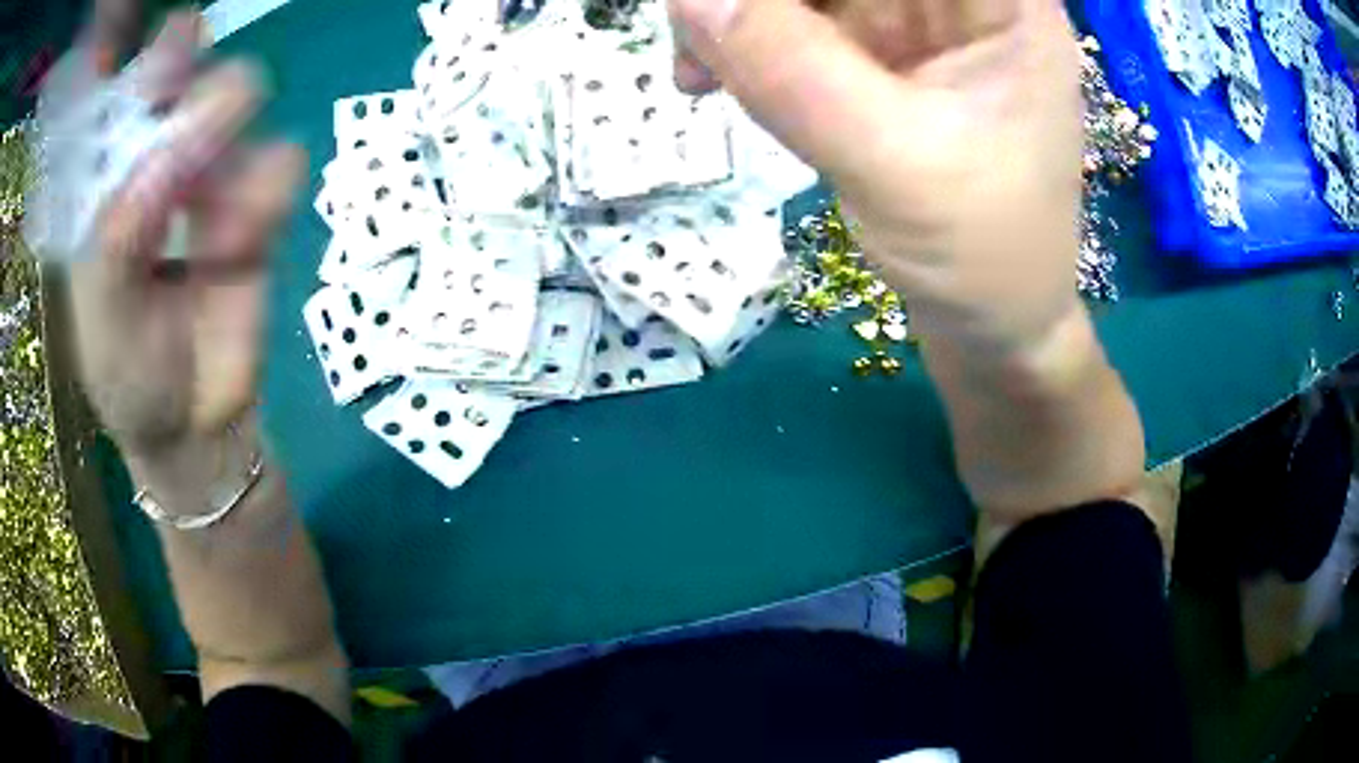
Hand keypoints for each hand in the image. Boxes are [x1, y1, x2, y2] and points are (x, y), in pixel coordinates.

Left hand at [66, 12, 303, 493]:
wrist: (191, 427)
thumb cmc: (128, 376)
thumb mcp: (100, 316)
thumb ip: (115, 239)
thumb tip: (163, 161)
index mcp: (113, 177)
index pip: (136, 87)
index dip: (159, 56)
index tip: (178, 42)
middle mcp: (163, 158)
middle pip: (196, 72)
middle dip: (199, 87)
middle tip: (190, 137)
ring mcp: (215, 175)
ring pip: (244, 100)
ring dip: (229, 145)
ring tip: (210, 228)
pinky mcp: (261, 208)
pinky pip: (283, 165)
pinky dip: (268, 194)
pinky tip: (239, 246)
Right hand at [669, 0, 1083, 349]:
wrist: (994, 331)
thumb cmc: (983, 259)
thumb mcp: (893, 161)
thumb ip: (790, 69)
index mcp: (1002, 2)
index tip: (726, 4)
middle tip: (696, 38)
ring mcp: (919, 24)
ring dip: (743, 16)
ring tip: (696, 73)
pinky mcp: (883, 57)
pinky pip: (798, 22)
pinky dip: (749, 43)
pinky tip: (714, 80)